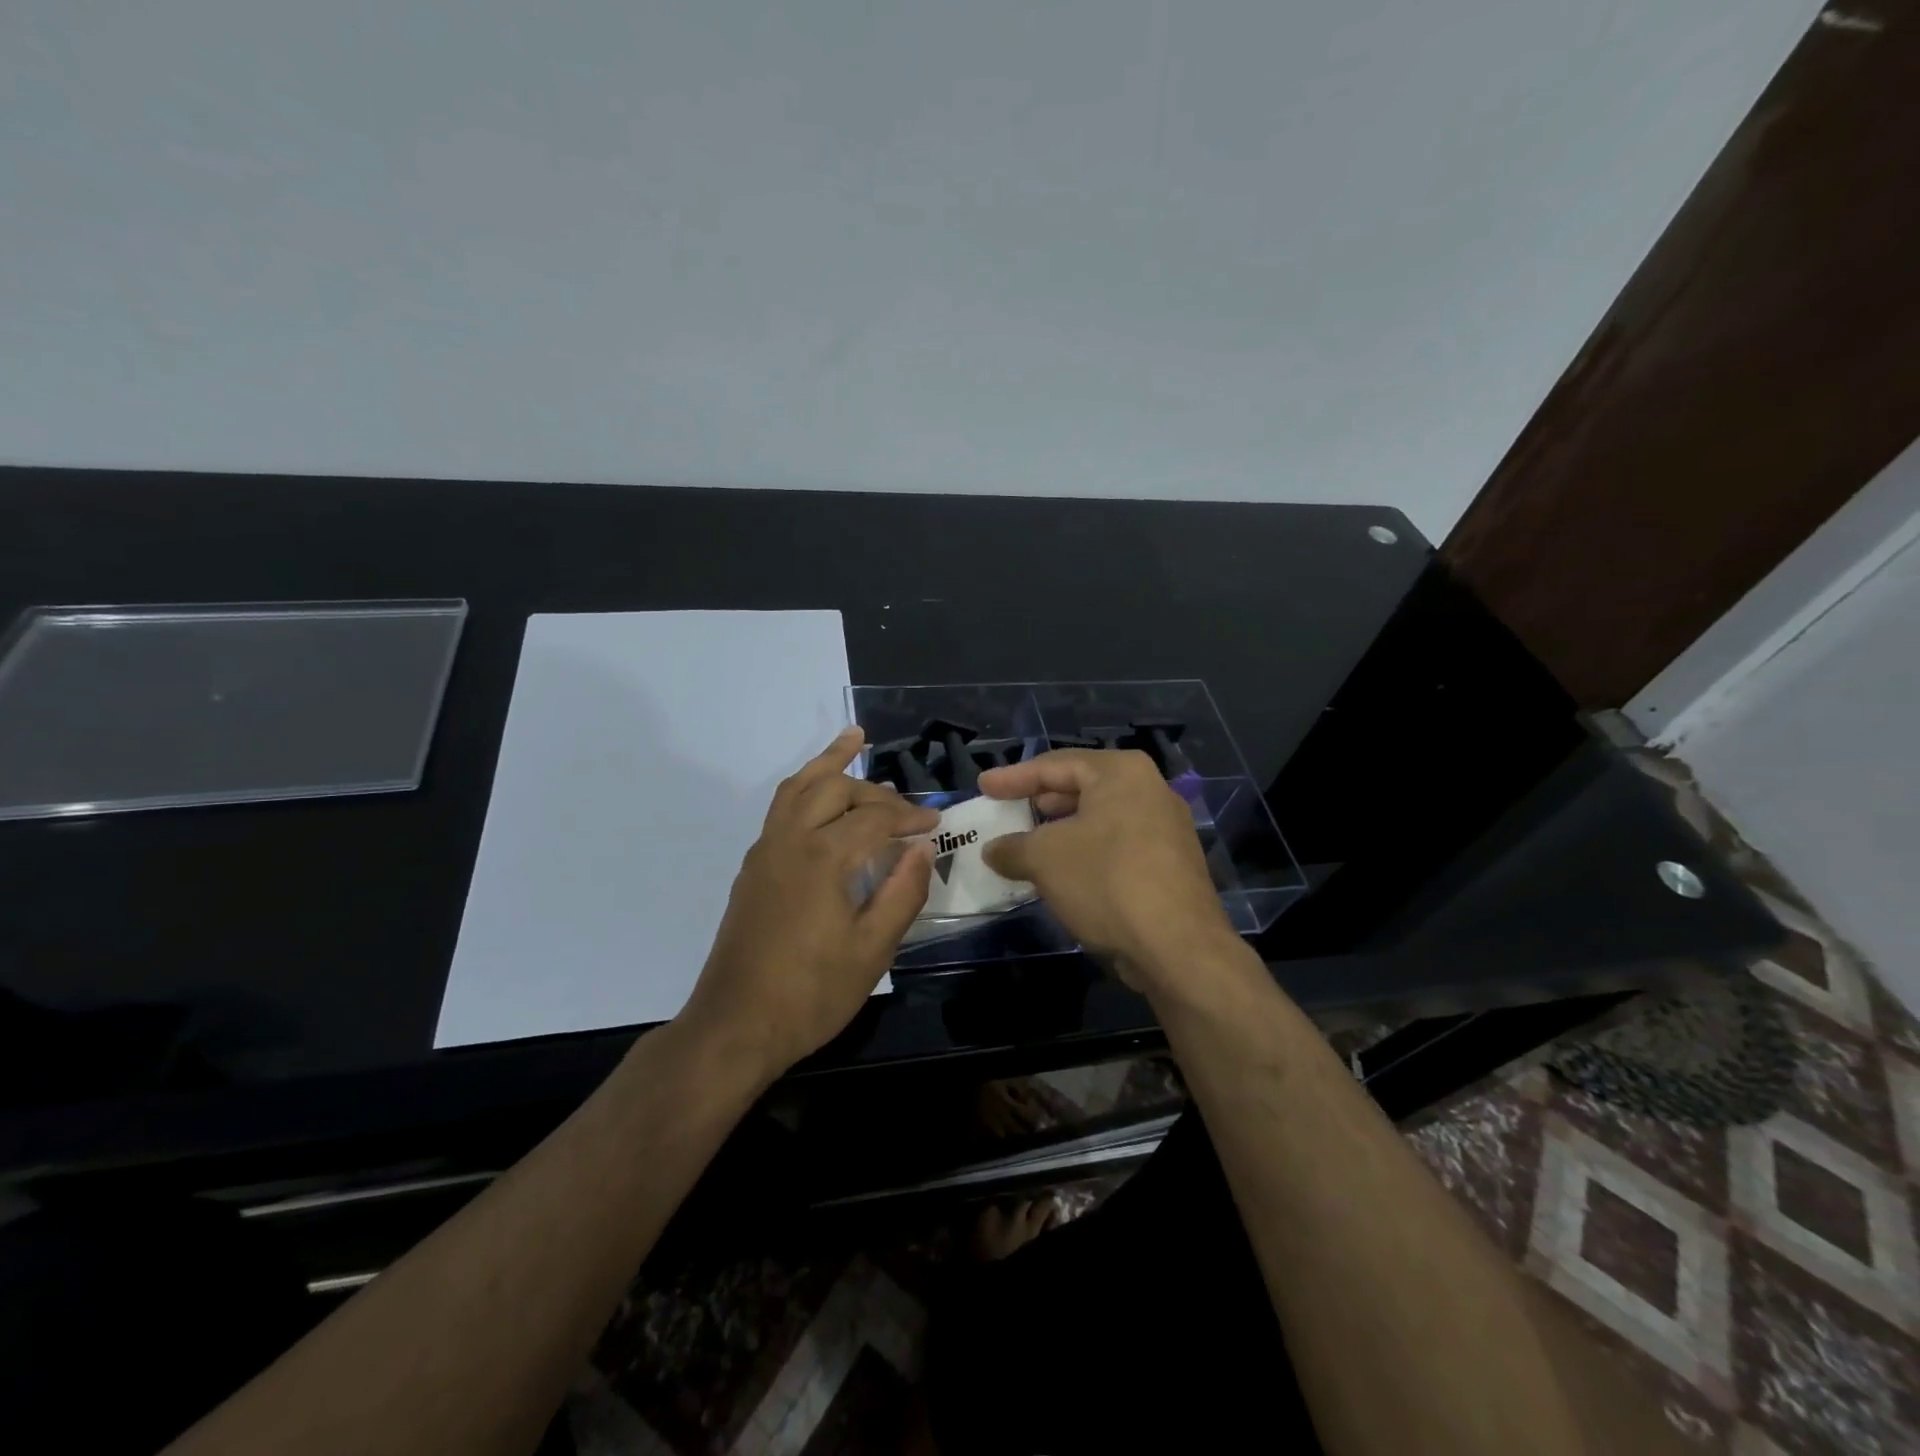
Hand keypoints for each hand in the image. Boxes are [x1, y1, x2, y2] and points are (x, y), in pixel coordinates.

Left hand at [678, 728, 935, 1079]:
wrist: (735, 1025)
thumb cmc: (811, 994)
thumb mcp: (872, 951)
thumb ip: (903, 893)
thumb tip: (923, 848)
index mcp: (823, 858)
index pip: (876, 819)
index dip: (910, 817)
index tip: (936, 824)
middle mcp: (790, 840)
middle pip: (835, 789)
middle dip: (876, 791)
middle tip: (906, 809)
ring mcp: (765, 850)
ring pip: (798, 786)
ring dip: (828, 763)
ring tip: (853, 739)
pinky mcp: (753, 866)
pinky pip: (781, 807)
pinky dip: (805, 786)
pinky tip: (819, 794)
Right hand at [977, 749, 1236, 995]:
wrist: (1179, 947)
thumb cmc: (1106, 882)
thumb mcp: (1045, 859)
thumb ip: (1013, 848)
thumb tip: (993, 850)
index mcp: (1121, 772)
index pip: (1055, 764)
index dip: (1013, 777)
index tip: (984, 786)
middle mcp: (1150, 789)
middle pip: (1082, 787)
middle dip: (1041, 801)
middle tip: (1009, 812)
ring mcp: (1166, 827)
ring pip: (1100, 818)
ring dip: (1062, 831)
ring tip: (1030, 845)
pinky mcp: (1171, 863)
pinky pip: (1117, 844)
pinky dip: (1086, 851)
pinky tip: (1065, 874)